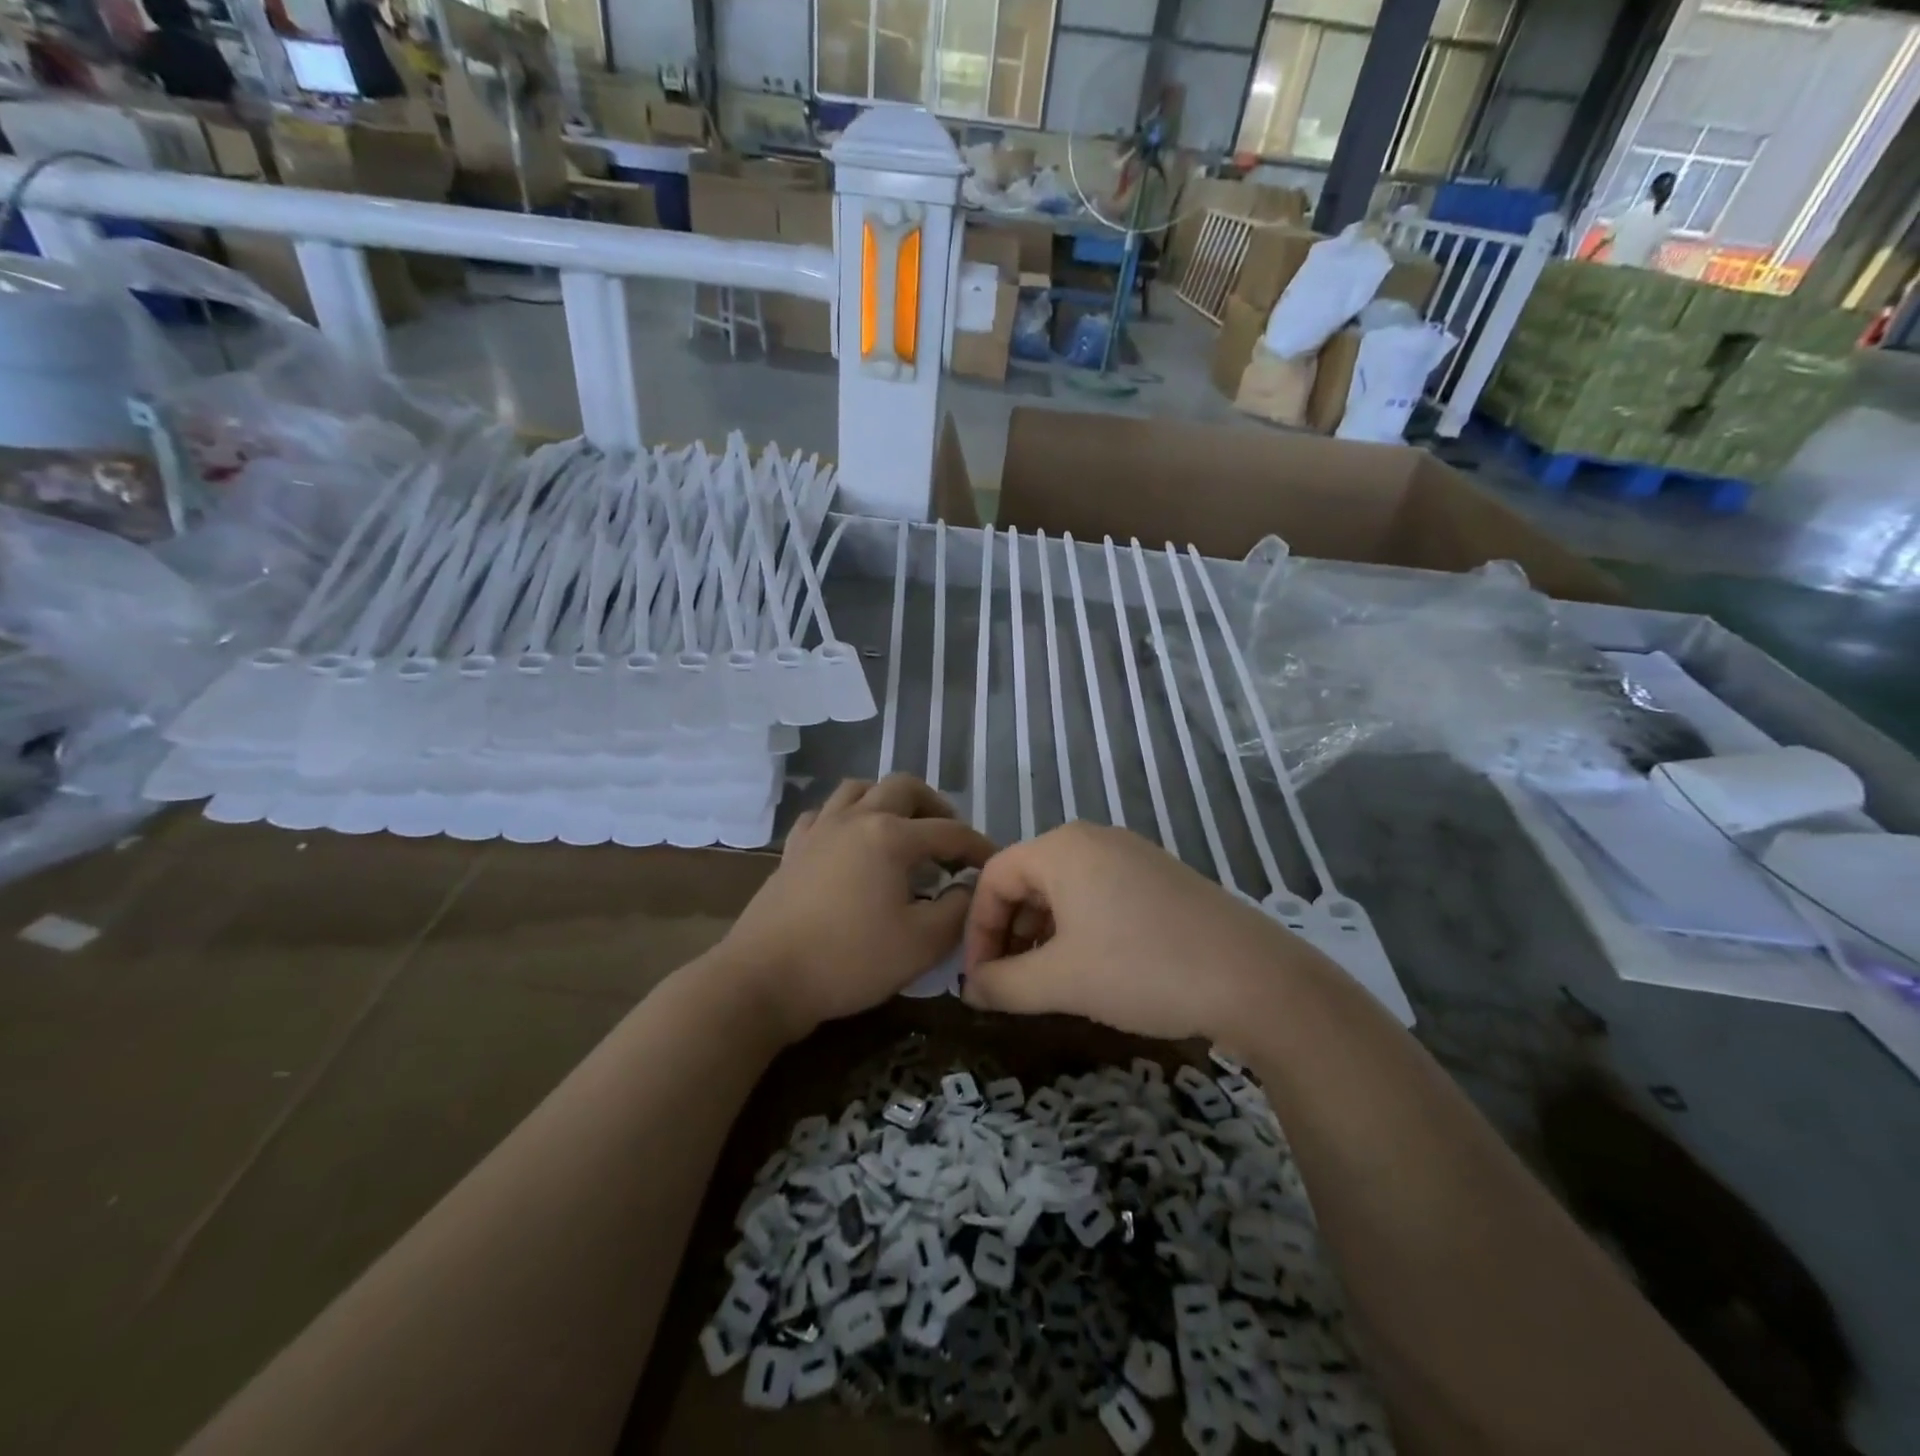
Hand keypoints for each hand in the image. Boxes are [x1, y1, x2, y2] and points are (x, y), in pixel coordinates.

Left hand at [723, 775, 994, 1043]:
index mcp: (891, 836)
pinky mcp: (794, 849)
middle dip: (935, 807)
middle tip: (948, 840)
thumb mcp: (921, 944)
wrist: (765, 979)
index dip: (978, 847)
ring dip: (888, 801)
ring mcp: (820, 829)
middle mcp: (856, 818)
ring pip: (859, 789)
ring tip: (902, 831)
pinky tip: (850, 843)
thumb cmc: (849, 961)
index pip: (950, 831)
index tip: (994, 865)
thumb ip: (957, 910)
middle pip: (904, 787)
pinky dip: (846, 817)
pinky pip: (824, 813)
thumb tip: (968, 888)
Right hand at [961, 822, 1308, 1042]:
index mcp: (1061, 848)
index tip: (979, 982)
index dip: (977, 931)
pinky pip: (1099, 894)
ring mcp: (1131, 854)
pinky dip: (1078, 928)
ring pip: (1064, 890)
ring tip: (1047, 981)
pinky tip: (1092, 967)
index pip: (993, 879)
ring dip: (1042, 935)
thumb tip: (970, 988)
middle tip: (1010, 984)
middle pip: (1027, 880)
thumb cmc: (1142, 969)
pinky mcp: (1159, 876)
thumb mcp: (1061, 981)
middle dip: (1009, 934)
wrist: (1253, 978)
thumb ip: (1003, 984)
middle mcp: (1093, 838)